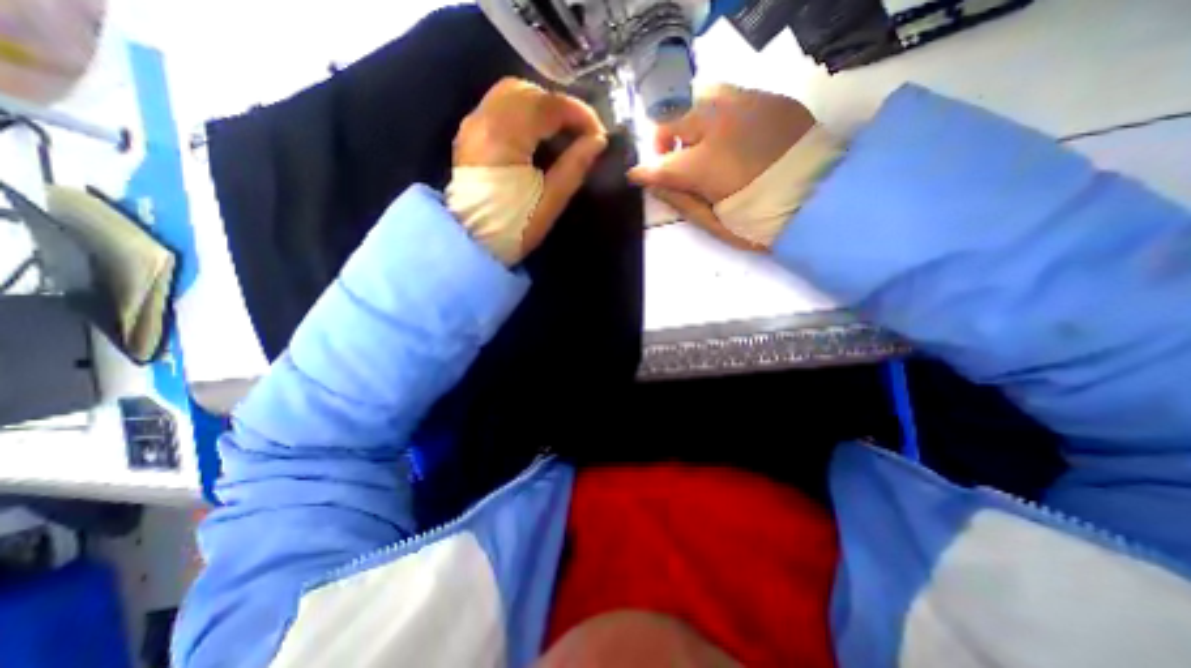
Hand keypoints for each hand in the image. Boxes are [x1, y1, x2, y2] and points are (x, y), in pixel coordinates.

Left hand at [453, 77, 606, 262]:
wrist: (472, 245)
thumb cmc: (513, 229)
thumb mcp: (549, 203)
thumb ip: (574, 167)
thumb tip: (598, 141)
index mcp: (504, 137)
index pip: (547, 106)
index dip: (578, 114)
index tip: (599, 134)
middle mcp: (483, 120)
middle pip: (528, 91)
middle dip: (560, 106)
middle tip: (581, 132)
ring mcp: (472, 125)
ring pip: (511, 93)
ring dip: (542, 106)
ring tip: (562, 132)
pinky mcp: (469, 134)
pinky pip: (499, 106)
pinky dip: (524, 112)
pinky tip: (538, 134)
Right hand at [633, 83, 818, 250]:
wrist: (822, 200)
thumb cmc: (760, 221)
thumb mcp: (714, 221)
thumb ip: (678, 199)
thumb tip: (650, 182)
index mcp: (705, 165)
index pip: (660, 163)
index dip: (645, 171)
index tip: (638, 175)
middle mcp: (719, 124)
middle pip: (673, 116)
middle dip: (664, 138)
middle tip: (672, 159)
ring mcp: (746, 104)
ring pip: (698, 95)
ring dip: (689, 120)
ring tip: (700, 143)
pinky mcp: (768, 98)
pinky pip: (728, 94)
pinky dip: (716, 113)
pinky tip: (728, 135)